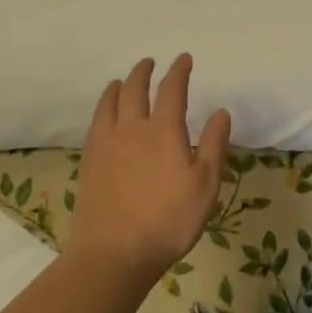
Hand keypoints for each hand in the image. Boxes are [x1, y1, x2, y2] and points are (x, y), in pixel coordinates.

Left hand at [69, 55, 231, 286]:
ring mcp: (106, 144)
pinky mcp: (90, 162)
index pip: (172, 90)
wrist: (114, 253)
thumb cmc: (169, 220)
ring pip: (110, 103)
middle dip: (144, 72)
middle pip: (135, 90)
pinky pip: (95, 123)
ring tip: (121, 81)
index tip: (184, 59)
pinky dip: (102, 109)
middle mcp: (132, 129)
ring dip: (118, 86)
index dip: (179, 72)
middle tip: (149, 62)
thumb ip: (213, 145)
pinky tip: (104, 116)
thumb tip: (221, 112)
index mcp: (164, 131)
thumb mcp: (205, 184)